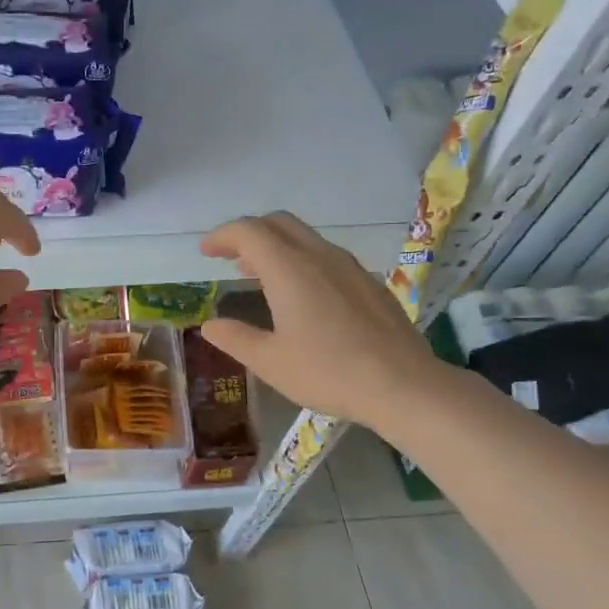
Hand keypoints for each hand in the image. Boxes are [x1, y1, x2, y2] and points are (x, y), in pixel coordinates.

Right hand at [198, 212, 442, 432]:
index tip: (205, 251)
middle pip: (278, 223)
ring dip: (275, 246)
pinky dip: (299, 259)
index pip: (249, 232)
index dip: (222, 236)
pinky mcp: (368, 282)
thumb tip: (210, 325)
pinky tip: (299, 293)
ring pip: (304, 237)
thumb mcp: (270, 362)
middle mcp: (319, 256)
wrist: (404, 385)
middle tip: (227, 256)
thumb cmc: (329, 372)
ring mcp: (349, 267)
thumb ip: (235, 338)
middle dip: (247, 233)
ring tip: (256, 273)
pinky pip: (325, 255)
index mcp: (289, 269)